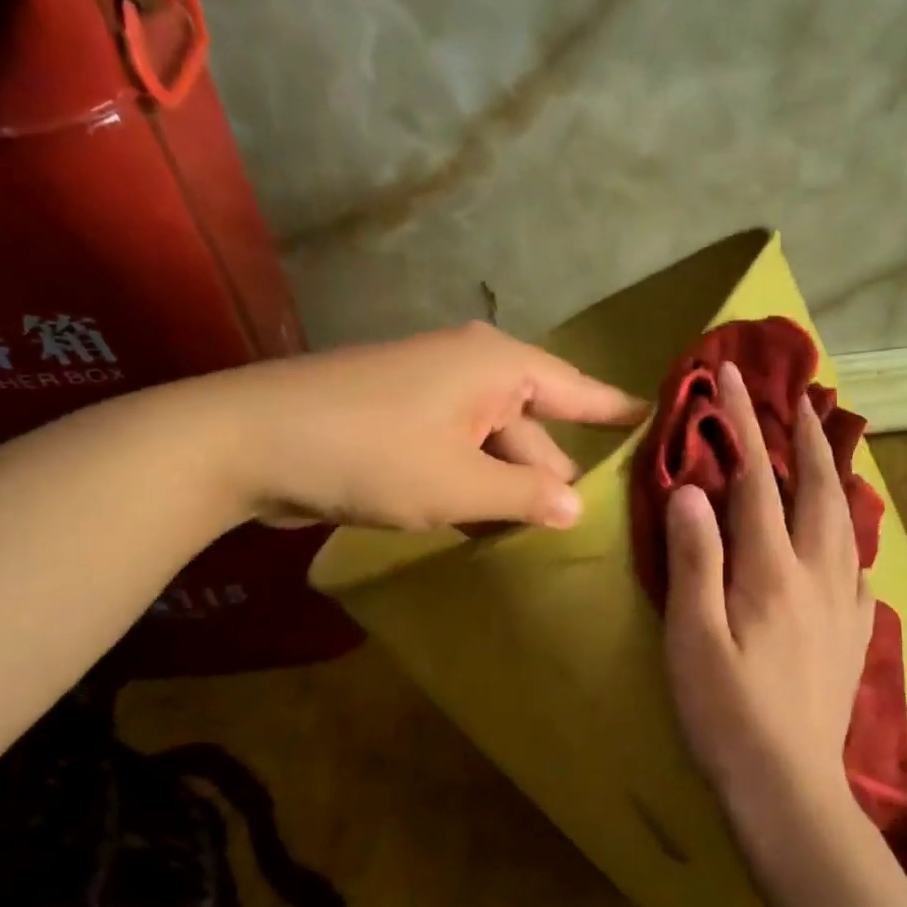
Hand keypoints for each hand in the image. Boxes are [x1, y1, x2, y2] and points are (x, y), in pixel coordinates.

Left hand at [208, 322, 643, 530]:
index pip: (580, 389)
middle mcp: (471, 370)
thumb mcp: (460, 484)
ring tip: (545, 539)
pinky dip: (474, 487)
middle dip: (556, 475)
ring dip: (511, 489)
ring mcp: (432, 395)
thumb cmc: (372, 453)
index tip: (658, 420)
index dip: (618, 411)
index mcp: (499, 367)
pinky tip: (487, 527)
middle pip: (535, 427)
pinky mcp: (400, 422)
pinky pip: (458, 454)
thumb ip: (525, 497)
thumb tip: (576, 507)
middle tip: (597, 525)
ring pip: (493, 446)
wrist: (249, 441)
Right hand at [662, 362, 875, 814]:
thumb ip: (694, 560)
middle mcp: (818, 575)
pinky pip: (860, 566)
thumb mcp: (692, 637)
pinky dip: (853, 534)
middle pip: (817, 489)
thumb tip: (692, 490)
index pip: (757, 480)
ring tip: (829, 445)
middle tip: (799, 396)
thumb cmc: (726, 713)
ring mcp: (844, 604)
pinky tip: (849, 538)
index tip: (730, 379)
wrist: (788, 786)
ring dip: (836, 474)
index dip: (742, 424)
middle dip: (805, 437)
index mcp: (771, 571)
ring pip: (847, 521)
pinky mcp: (854, 634)